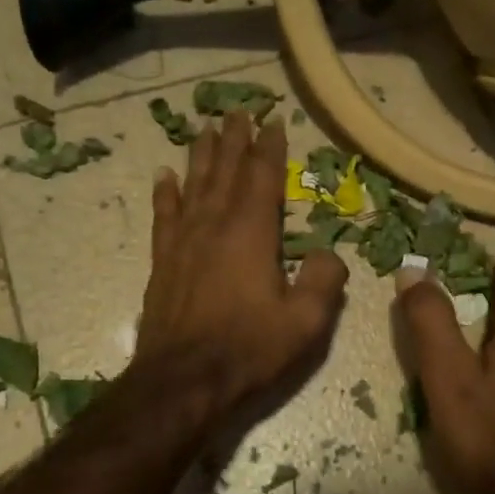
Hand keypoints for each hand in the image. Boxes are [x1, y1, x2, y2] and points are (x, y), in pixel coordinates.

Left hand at [136, 110, 348, 428]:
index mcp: (251, 235)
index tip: (273, 121)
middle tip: (238, 111)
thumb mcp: (305, 323)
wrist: (183, 382)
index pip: (262, 179)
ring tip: (205, 129)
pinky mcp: (164, 263)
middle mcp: (214, 227)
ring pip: (194, 186)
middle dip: (234, 140)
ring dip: (202, 156)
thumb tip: (331, 253)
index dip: (269, 149)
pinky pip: (165, 216)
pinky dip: (166, 194)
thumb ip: (324, 281)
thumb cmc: (248, 351)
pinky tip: (165, 176)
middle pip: (225, 172)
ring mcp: (184, 243)